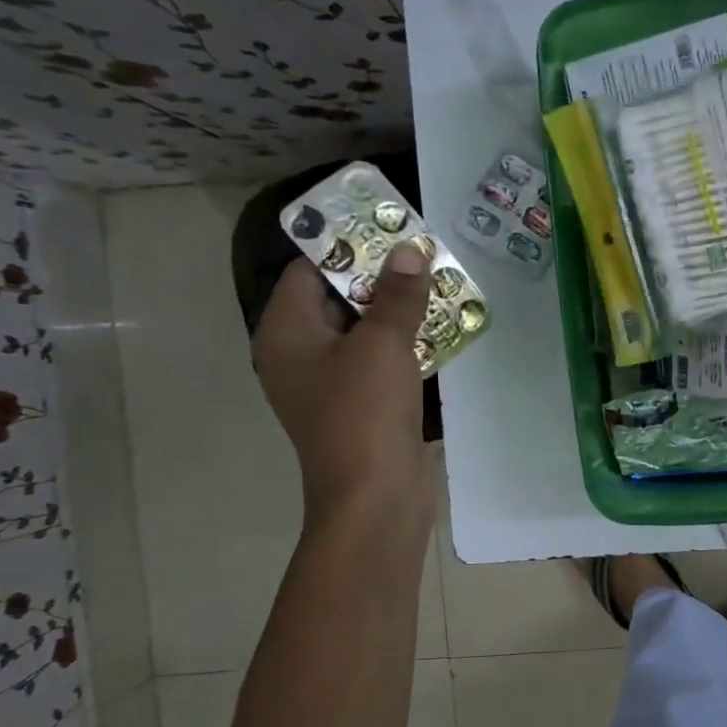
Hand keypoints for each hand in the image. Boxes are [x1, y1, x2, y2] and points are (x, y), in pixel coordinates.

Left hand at [251, 247, 433, 529]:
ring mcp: (330, 385)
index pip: (307, 271)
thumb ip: (398, 295)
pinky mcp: (360, 408)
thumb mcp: (382, 344)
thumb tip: (410, 251)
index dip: (346, 246)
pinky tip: (440, 332)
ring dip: (397, 312)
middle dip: (380, 277)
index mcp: (286, 334)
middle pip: (336, 299)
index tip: (387, 227)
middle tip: (422, 253)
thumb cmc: (365, 413)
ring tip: (438, 284)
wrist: (375, 498)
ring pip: (362, 333)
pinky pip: (379, 363)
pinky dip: (403, 346)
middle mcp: (300, 355)